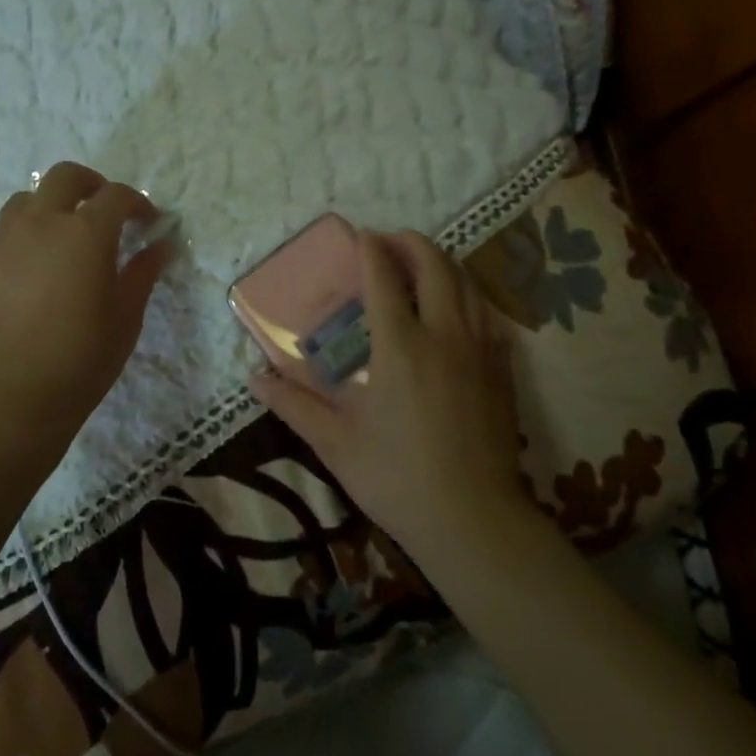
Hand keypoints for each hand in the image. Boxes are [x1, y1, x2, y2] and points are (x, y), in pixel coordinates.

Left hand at [0, 162, 172, 446]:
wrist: (12, 397)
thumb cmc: (82, 358)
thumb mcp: (126, 316)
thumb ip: (143, 273)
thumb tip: (161, 246)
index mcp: (85, 233)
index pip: (116, 196)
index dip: (137, 203)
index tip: (148, 221)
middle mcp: (41, 225)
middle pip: (64, 177)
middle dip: (90, 184)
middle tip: (103, 210)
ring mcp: (2, 244)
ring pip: (25, 201)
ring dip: (49, 208)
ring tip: (61, 238)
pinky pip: (2, 241)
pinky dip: (23, 244)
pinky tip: (31, 280)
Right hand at [248, 229, 527, 558]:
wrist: (473, 520)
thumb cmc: (396, 478)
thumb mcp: (335, 443)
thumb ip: (293, 405)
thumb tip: (253, 379)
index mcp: (400, 347)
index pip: (384, 278)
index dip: (371, 250)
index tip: (360, 236)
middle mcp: (443, 335)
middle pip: (434, 266)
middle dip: (411, 243)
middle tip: (390, 241)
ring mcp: (479, 350)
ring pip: (466, 284)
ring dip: (442, 263)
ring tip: (421, 264)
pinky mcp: (502, 370)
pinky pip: (488, 314)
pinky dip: (469, 295)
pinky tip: (459, 306)